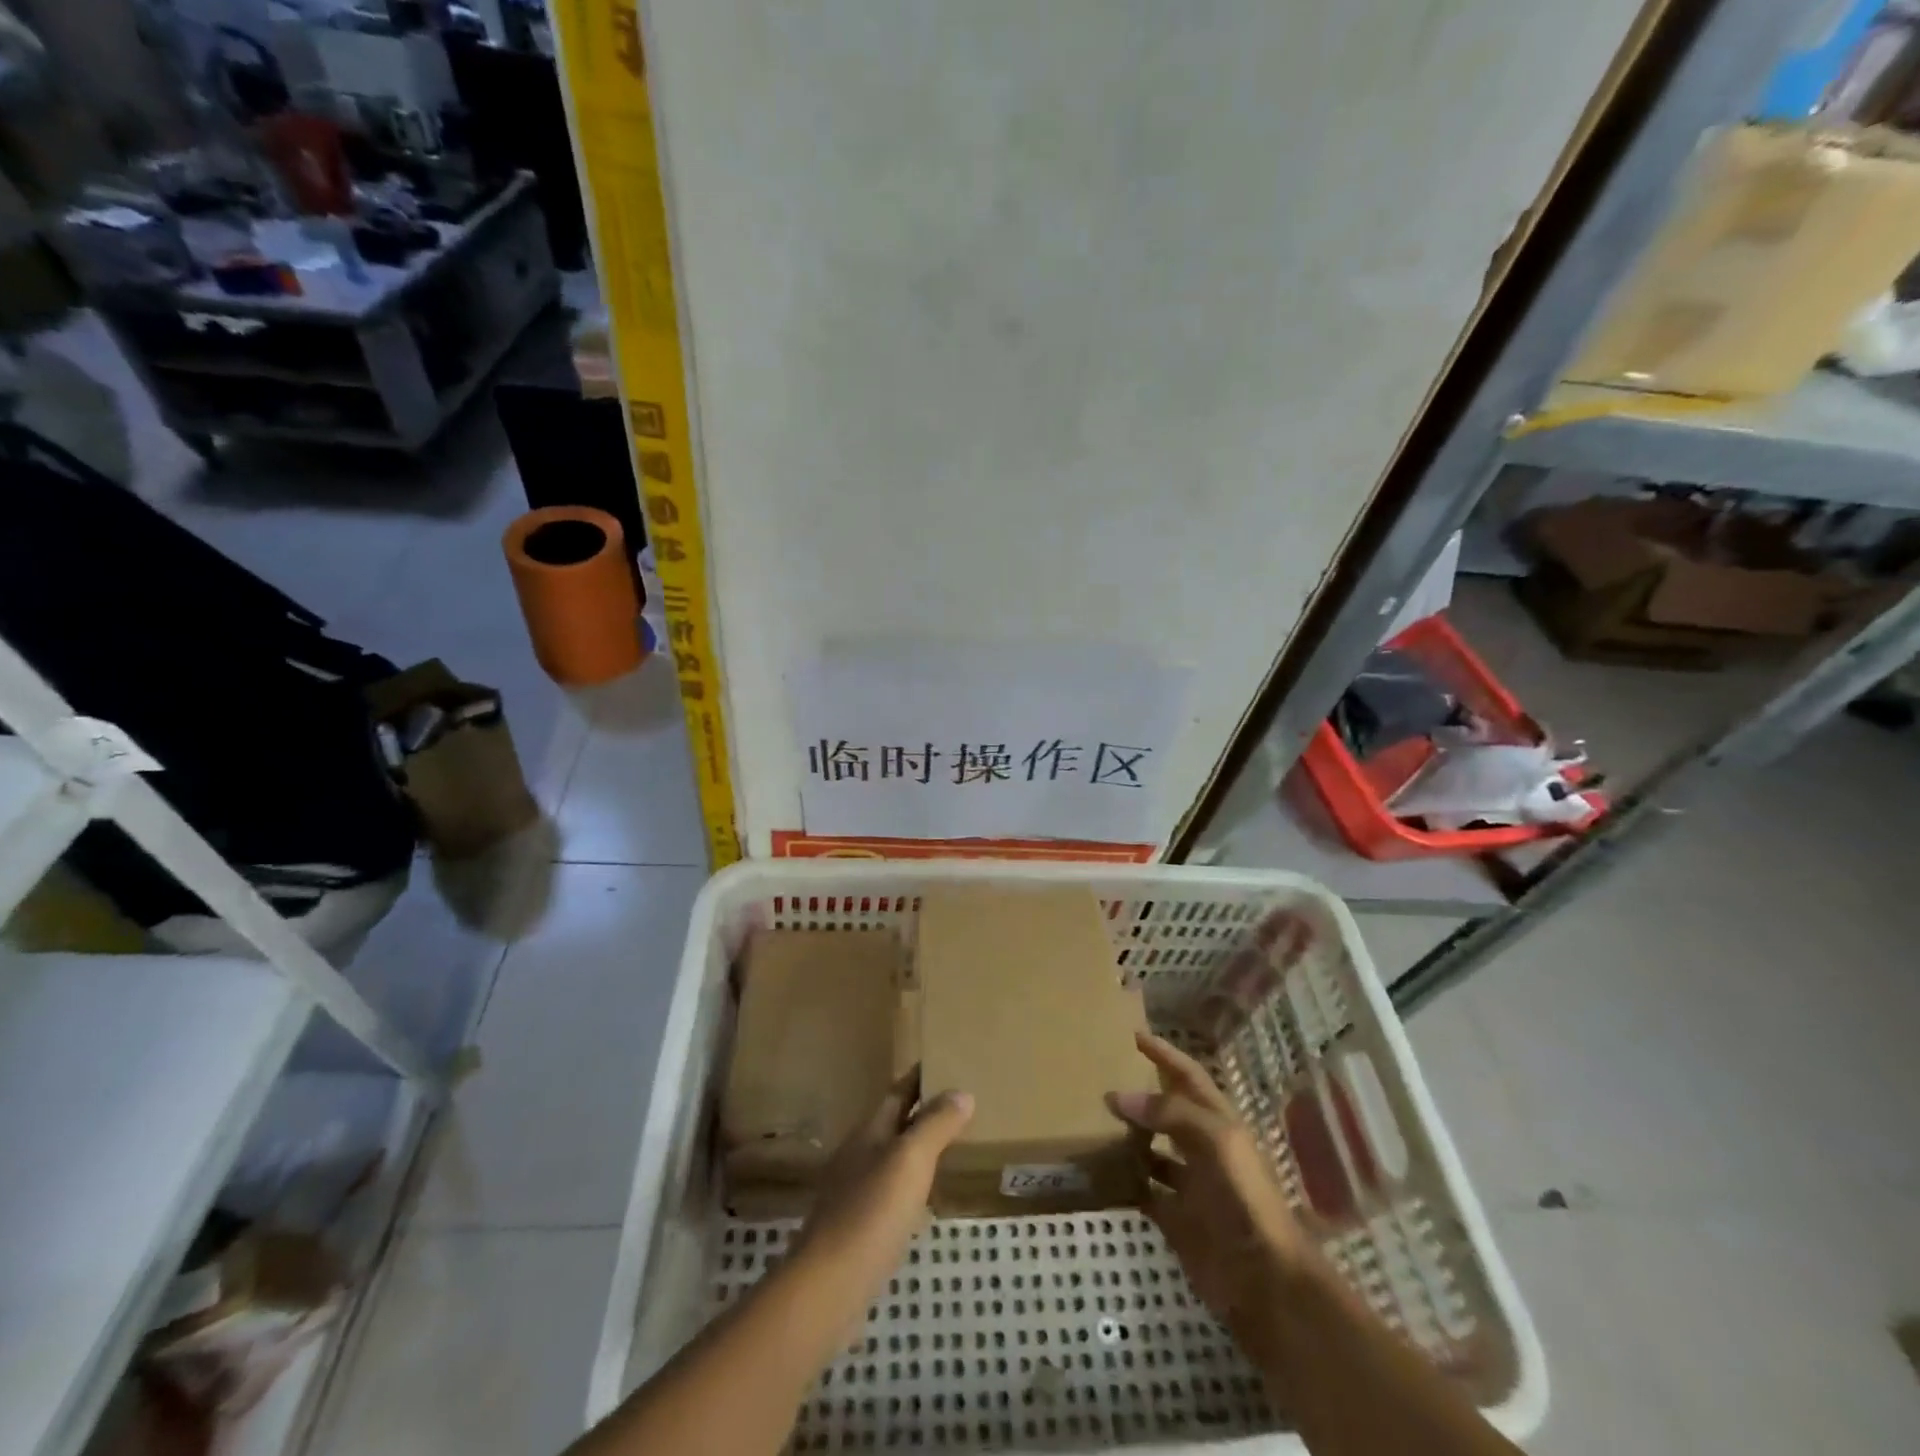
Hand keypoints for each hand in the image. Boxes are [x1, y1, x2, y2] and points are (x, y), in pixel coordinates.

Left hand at [790, 1077, 973, 1313]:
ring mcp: (853, 1194)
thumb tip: (961, 1092)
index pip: (898, 1092)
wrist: (828, 1287)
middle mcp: (858, 1156)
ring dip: (917, 1151)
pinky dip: (912, 1188)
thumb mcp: (910, 1160)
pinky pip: (890, 1194)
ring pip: (891, 1159)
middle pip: (893, 1124)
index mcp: (869, 1132)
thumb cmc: (872, 1212)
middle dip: (922, 1113)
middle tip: (961, 1106)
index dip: (920, 1078)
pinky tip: (926, 1204)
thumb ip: (935, 1125)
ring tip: (951, 1150)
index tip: (946, 1062)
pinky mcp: (857, 1231)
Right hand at [1106, 1033, 1318, 1354]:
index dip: (1166, 1055)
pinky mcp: (1174, 1219)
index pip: (1189, 1077)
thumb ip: (1169, 1113)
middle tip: (1102, 1076)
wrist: (1264, 1279)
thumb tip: (1117, 1097)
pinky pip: (1142, 1191)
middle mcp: (1202, 1148)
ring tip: (1091, 1119)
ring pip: (1152, 1150)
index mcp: (1218, 1123)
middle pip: (1168, 1111)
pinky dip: (1123, 1181)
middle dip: (1141, 1093)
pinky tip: (1097, 1170)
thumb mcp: (1216, 1140)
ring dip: (1128, 1136)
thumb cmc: (1246, 1198)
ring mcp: (1188, 1185)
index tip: (1135, 1035)